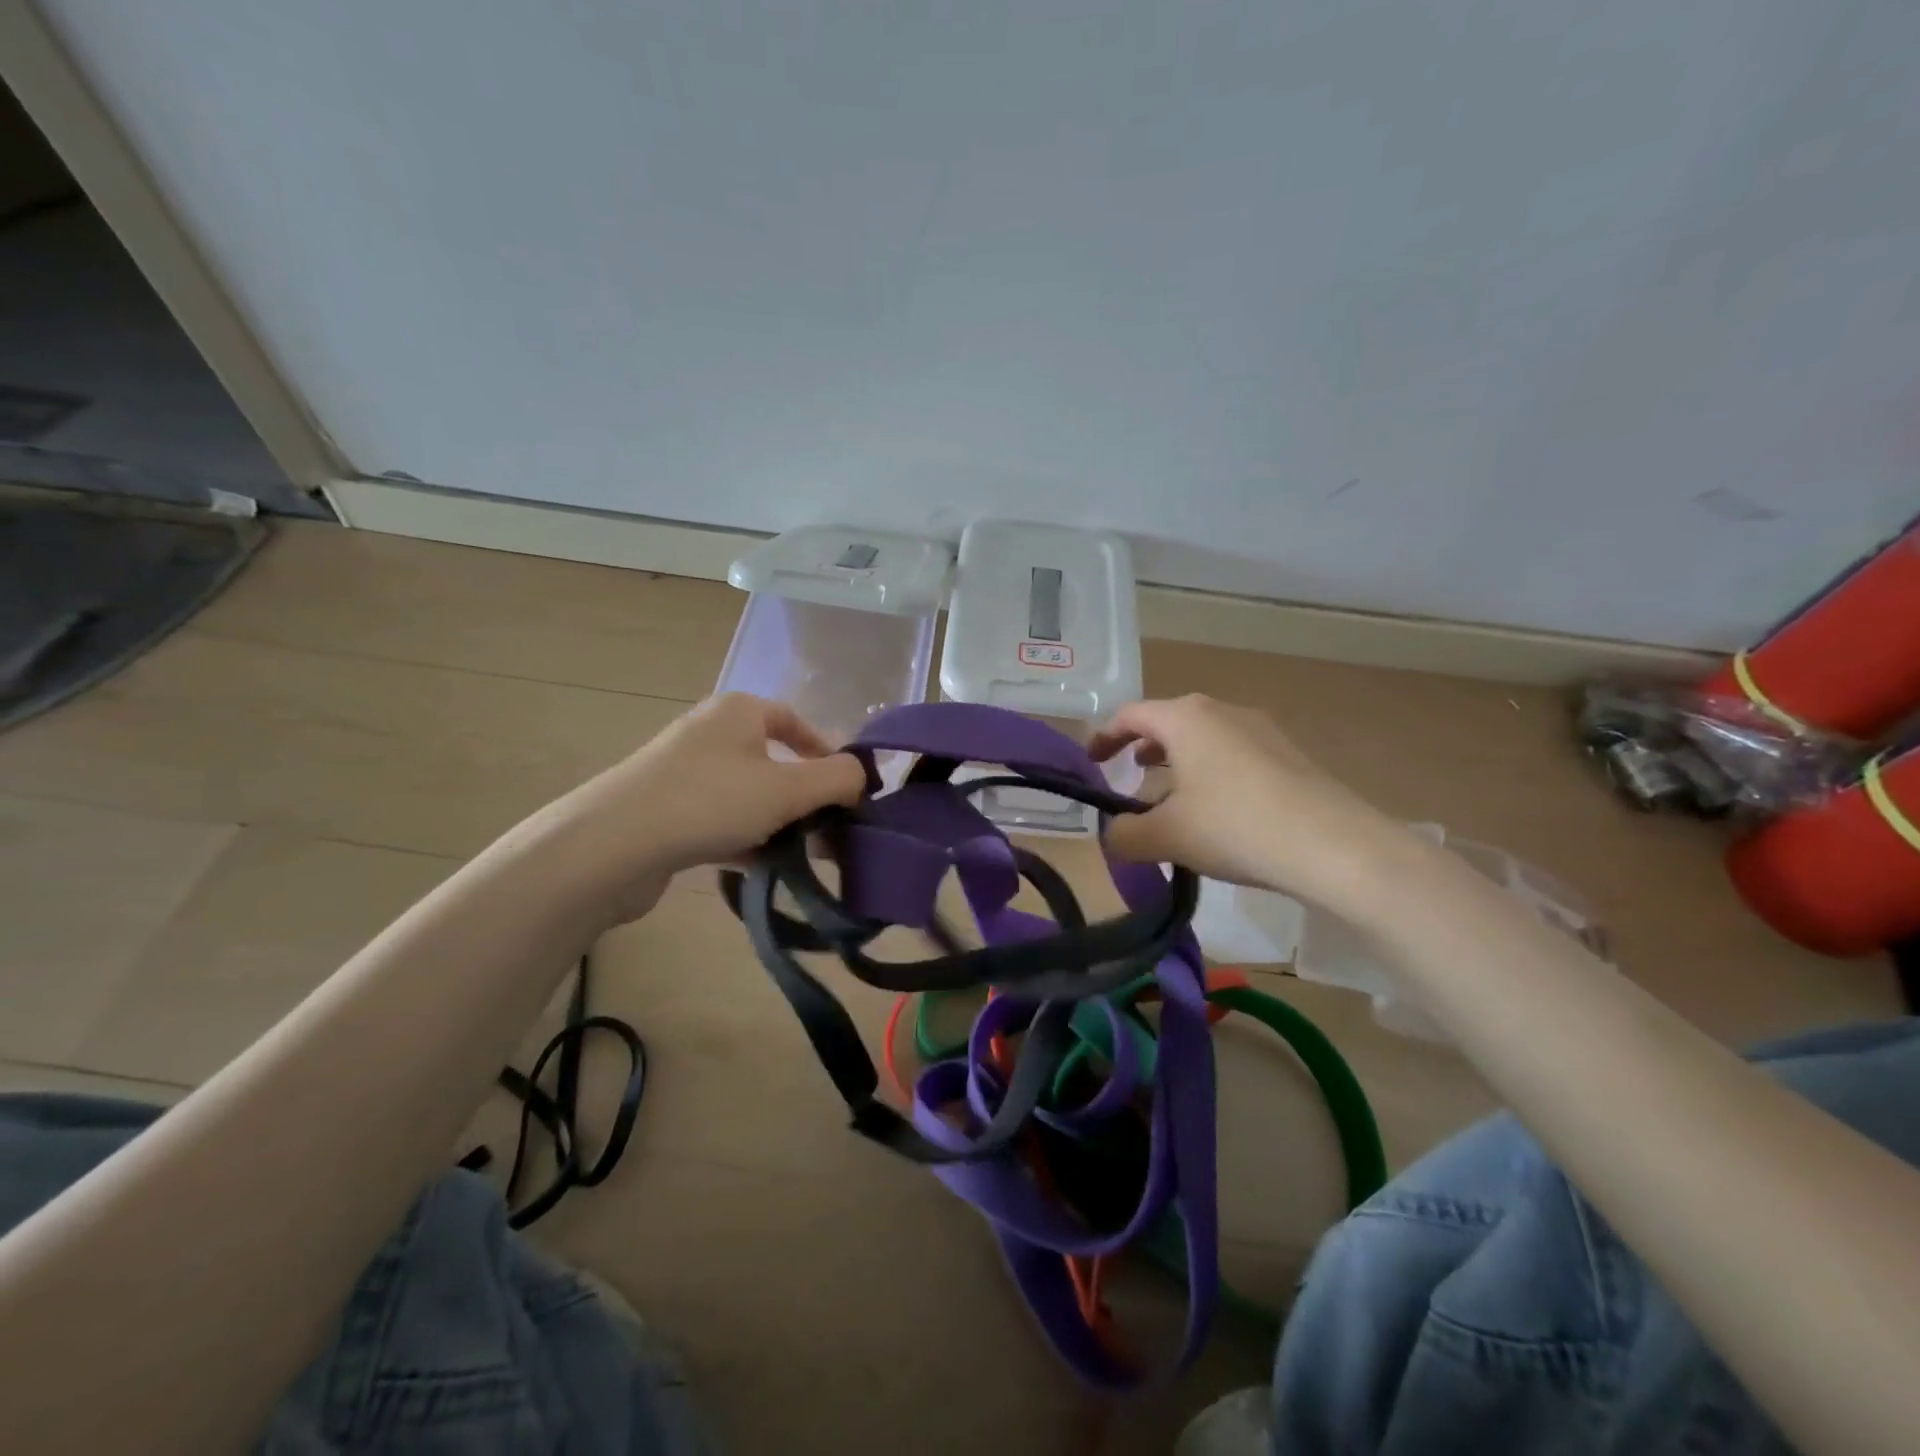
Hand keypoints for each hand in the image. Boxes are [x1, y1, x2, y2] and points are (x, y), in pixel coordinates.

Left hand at [553, 694, 865, 923]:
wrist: (613, 844)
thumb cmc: (711, 800)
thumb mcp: (788, 788)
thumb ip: (837, 779)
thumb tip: (861, 777)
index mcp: (739, 711)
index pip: (795, 721)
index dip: (826, 752)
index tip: (848, 789)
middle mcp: (710, 732)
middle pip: (773, 760)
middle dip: (805, 797)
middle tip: (829, 830)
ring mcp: (683, 771)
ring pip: (747, 794)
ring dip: (777, 823)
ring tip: (802, 856)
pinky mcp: (665, 809)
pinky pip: (720, 818)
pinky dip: (744, 838)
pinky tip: (760, 867)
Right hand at [1088, 694, 1398, 910]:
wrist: (1333, 845)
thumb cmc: (1234, 826)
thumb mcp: (1166, 836)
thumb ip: (1125, 835)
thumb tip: (1113, 836)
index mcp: (1186, 718)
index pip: (1130, 715)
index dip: (1104, 737)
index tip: (1091, 762)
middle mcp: (1222, 712)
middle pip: (1169, 723)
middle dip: (1143, 750)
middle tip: (1128, 778)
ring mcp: (1261, 730)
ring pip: (1204, 740)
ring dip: (1178, 765)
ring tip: (1169, 799)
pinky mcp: (1289, 755)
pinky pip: (1233, 755)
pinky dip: (1210, 774)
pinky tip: (1216, 813)